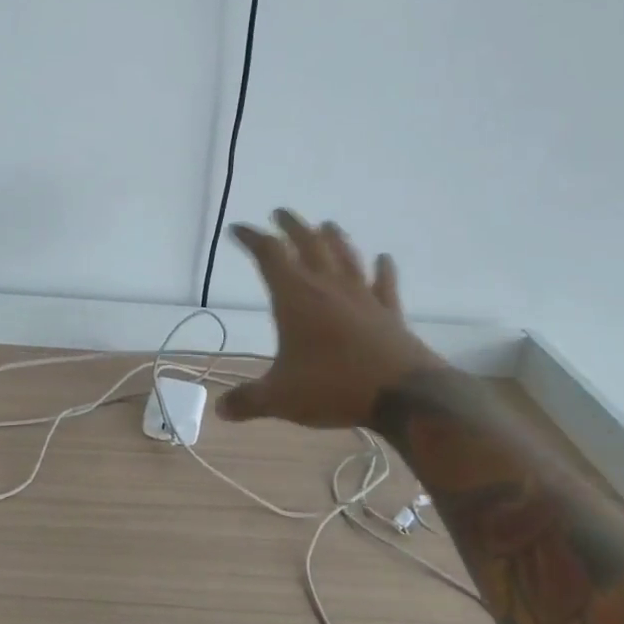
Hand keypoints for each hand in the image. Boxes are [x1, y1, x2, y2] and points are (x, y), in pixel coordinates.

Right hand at [218, 211, 442, 429]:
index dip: (252, 238)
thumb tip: (221, 410)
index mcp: (295, 297)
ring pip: (345, 256)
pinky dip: (383, 269)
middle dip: (291, 226)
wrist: (402, 394)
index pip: (269, 254)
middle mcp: (327, 286)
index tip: (238, 229)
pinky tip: (384, 258)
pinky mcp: (389, 312)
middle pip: (308, 243)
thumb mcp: (280, 398)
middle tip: (280, 213)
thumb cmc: (332, 386)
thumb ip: (248, 401)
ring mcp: (362, 296)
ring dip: (334, 238)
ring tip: (327, 225)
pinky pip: (384, 283)